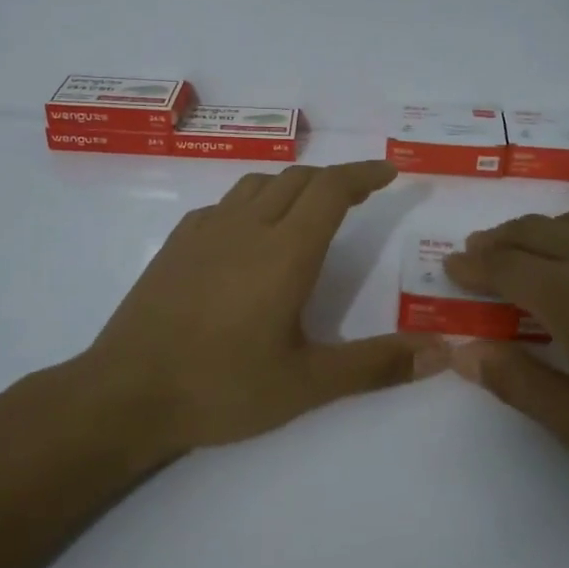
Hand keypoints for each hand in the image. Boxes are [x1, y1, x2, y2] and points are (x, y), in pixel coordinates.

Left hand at [83, 160, 448, 454]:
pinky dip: (252, 204)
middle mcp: (246, 227)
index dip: (364, 174)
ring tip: (309, 210)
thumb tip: (442, 353)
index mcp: (284, 251)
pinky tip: (249, 236)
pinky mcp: (176, 244)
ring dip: (293, 186)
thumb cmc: (222, 387)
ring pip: (258, 185)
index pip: (332, 189)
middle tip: (360, 196)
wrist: (126, 394)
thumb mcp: (307, 384)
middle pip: (298, 179)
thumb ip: (376, 365)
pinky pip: (224, 205)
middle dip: (335, 180)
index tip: (389, 172)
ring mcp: (204, 231)